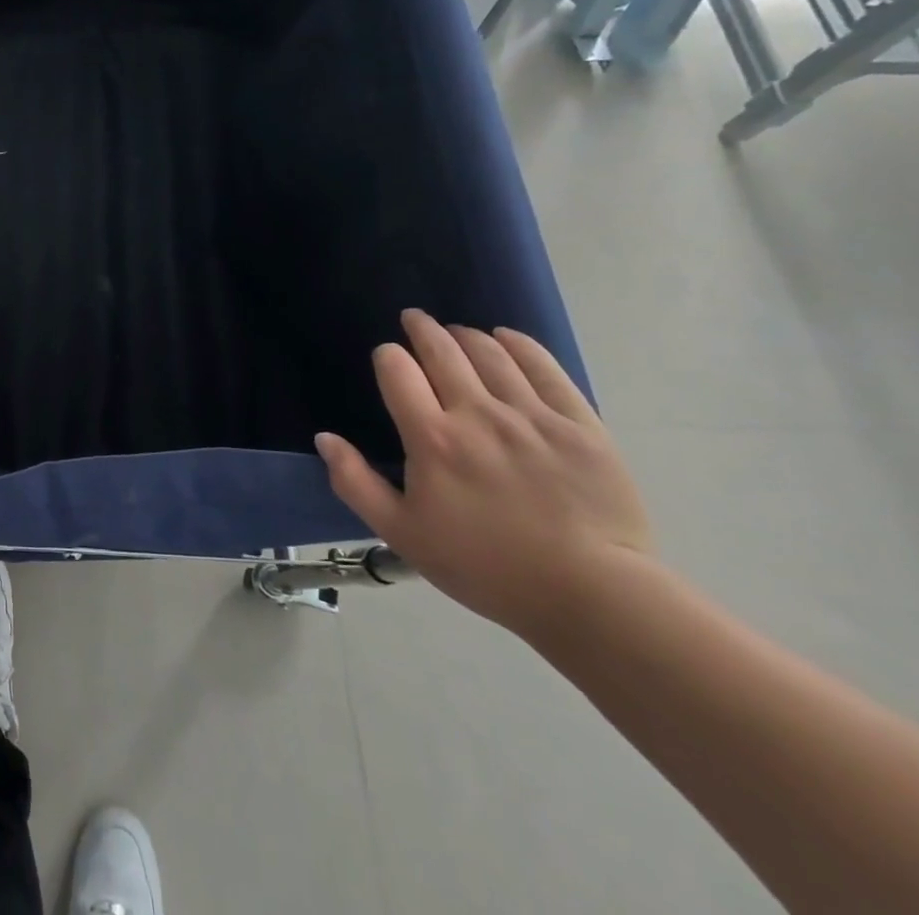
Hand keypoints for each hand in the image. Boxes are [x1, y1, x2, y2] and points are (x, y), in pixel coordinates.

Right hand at [315, 308, 652, 637]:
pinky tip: (507, 338)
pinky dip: (519, 344)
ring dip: (466, 335)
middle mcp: (478, 413)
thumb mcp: (403, 535)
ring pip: (491, 352)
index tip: (388, 360)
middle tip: (415, 319)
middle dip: (422, 329)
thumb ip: (355, 483)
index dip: (387, 356)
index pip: (397, 369)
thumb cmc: (487, 568)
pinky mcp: (580, 424)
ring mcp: (532, 416)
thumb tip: (324, 438)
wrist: (593, 598)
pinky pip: (545, 368)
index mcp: (432, 438)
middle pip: (443, 350)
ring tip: (458, 333)